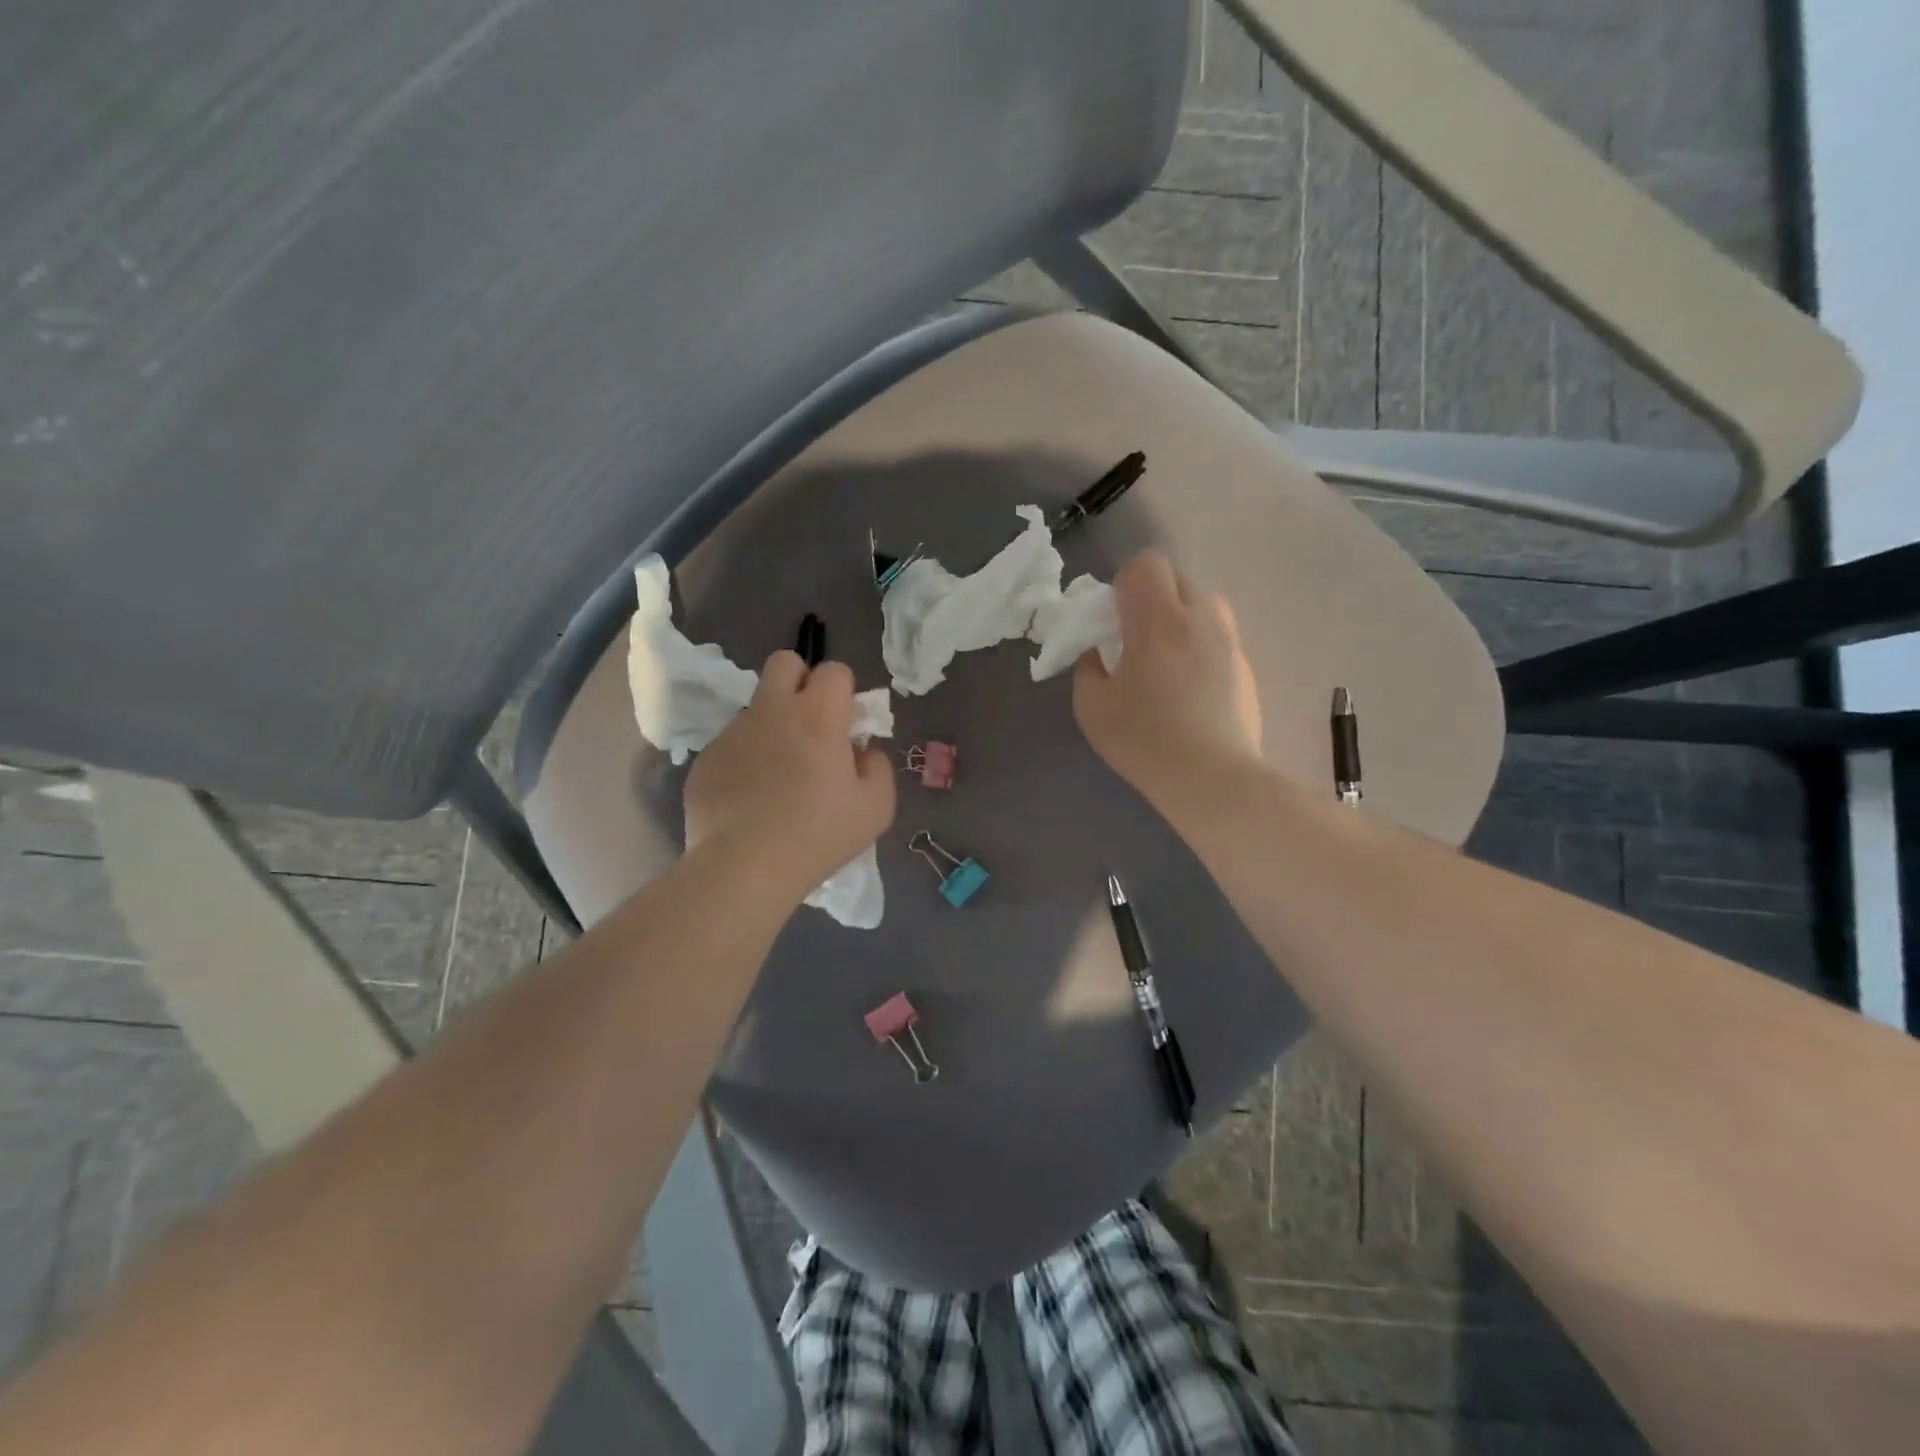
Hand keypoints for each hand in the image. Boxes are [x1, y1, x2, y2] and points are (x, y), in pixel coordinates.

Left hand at [685, 653, 895, 899]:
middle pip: (784, 663)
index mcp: (818, 715)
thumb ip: (878, 767)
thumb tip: (862, 751)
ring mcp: (733, 733)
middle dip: (800, 681)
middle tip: (809, 725)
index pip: (834, 670)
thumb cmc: (820, 834)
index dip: (844, 692)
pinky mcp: (705, 759)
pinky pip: (730, 746)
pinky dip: (744, 762)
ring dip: (771, 727)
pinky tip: (749, 802)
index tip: (845, 726)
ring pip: (755, 709)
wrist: (745, 867)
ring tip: (777, 778)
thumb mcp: (876, 806)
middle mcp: (772, 710)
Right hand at [1073, 552, 1262, 807]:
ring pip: (1203, 606)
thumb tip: (1098, 652)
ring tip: (1165, 660)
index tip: (1114, 618)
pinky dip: (1200, 647)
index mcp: (1160, 620)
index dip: (1125, 583)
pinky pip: (1218, 637)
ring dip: (1180, 619)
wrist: (1212, 778)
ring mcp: (1230, 642)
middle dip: (1152, 599)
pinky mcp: (1246, 667)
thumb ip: (1088, 667)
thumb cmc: (1144, 740)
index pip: (1147, 564)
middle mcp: (1201, 618)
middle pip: (1177, 579)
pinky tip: (1190, 689)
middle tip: (1135, 639)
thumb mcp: (1092, 707)